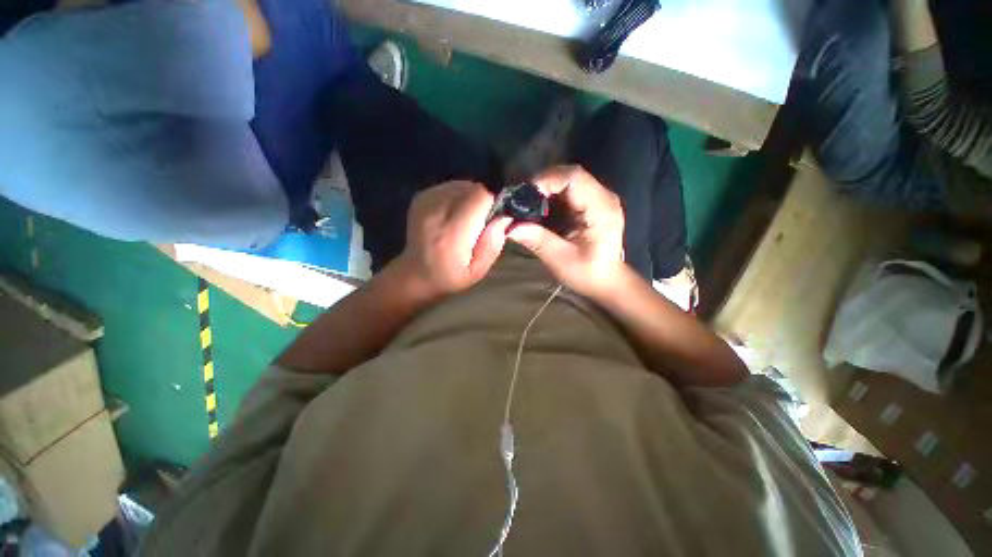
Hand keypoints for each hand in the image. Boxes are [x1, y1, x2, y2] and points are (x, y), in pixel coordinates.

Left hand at [397, 181, 511, 299]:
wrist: (415, 274)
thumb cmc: (450, 277)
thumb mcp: (477, 271)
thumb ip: (492, 245)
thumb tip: (504, 217)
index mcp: (452, 234)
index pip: (480, 197)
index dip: (493, 204)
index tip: (493, 218)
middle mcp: (437, 212)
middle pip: (471, 188)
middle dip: (482, 201)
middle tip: (480, 221)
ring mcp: (426, 203)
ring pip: (461, 185)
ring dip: (470, 198)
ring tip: (467, 218)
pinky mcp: (421, 198)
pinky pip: (449, 187)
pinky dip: (458, 196)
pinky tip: (454, 213)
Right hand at [508, 165, 624, 297]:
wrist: (605, 280)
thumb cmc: (587, 274)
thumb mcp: (561, 260)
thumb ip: (538, 240)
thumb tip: (510, 227)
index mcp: (601, 210)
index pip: (574, 178)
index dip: (547, 180)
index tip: (525, 195)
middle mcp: (604, 197)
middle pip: (571, 174)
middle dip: (543, 182)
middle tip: (522, 199)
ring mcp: (599, 198)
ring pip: (568, 179)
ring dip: (546, 187)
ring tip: (528, 203)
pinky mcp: (592, 202)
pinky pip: (569, 189)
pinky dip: (551, 194)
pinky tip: (541, 207)